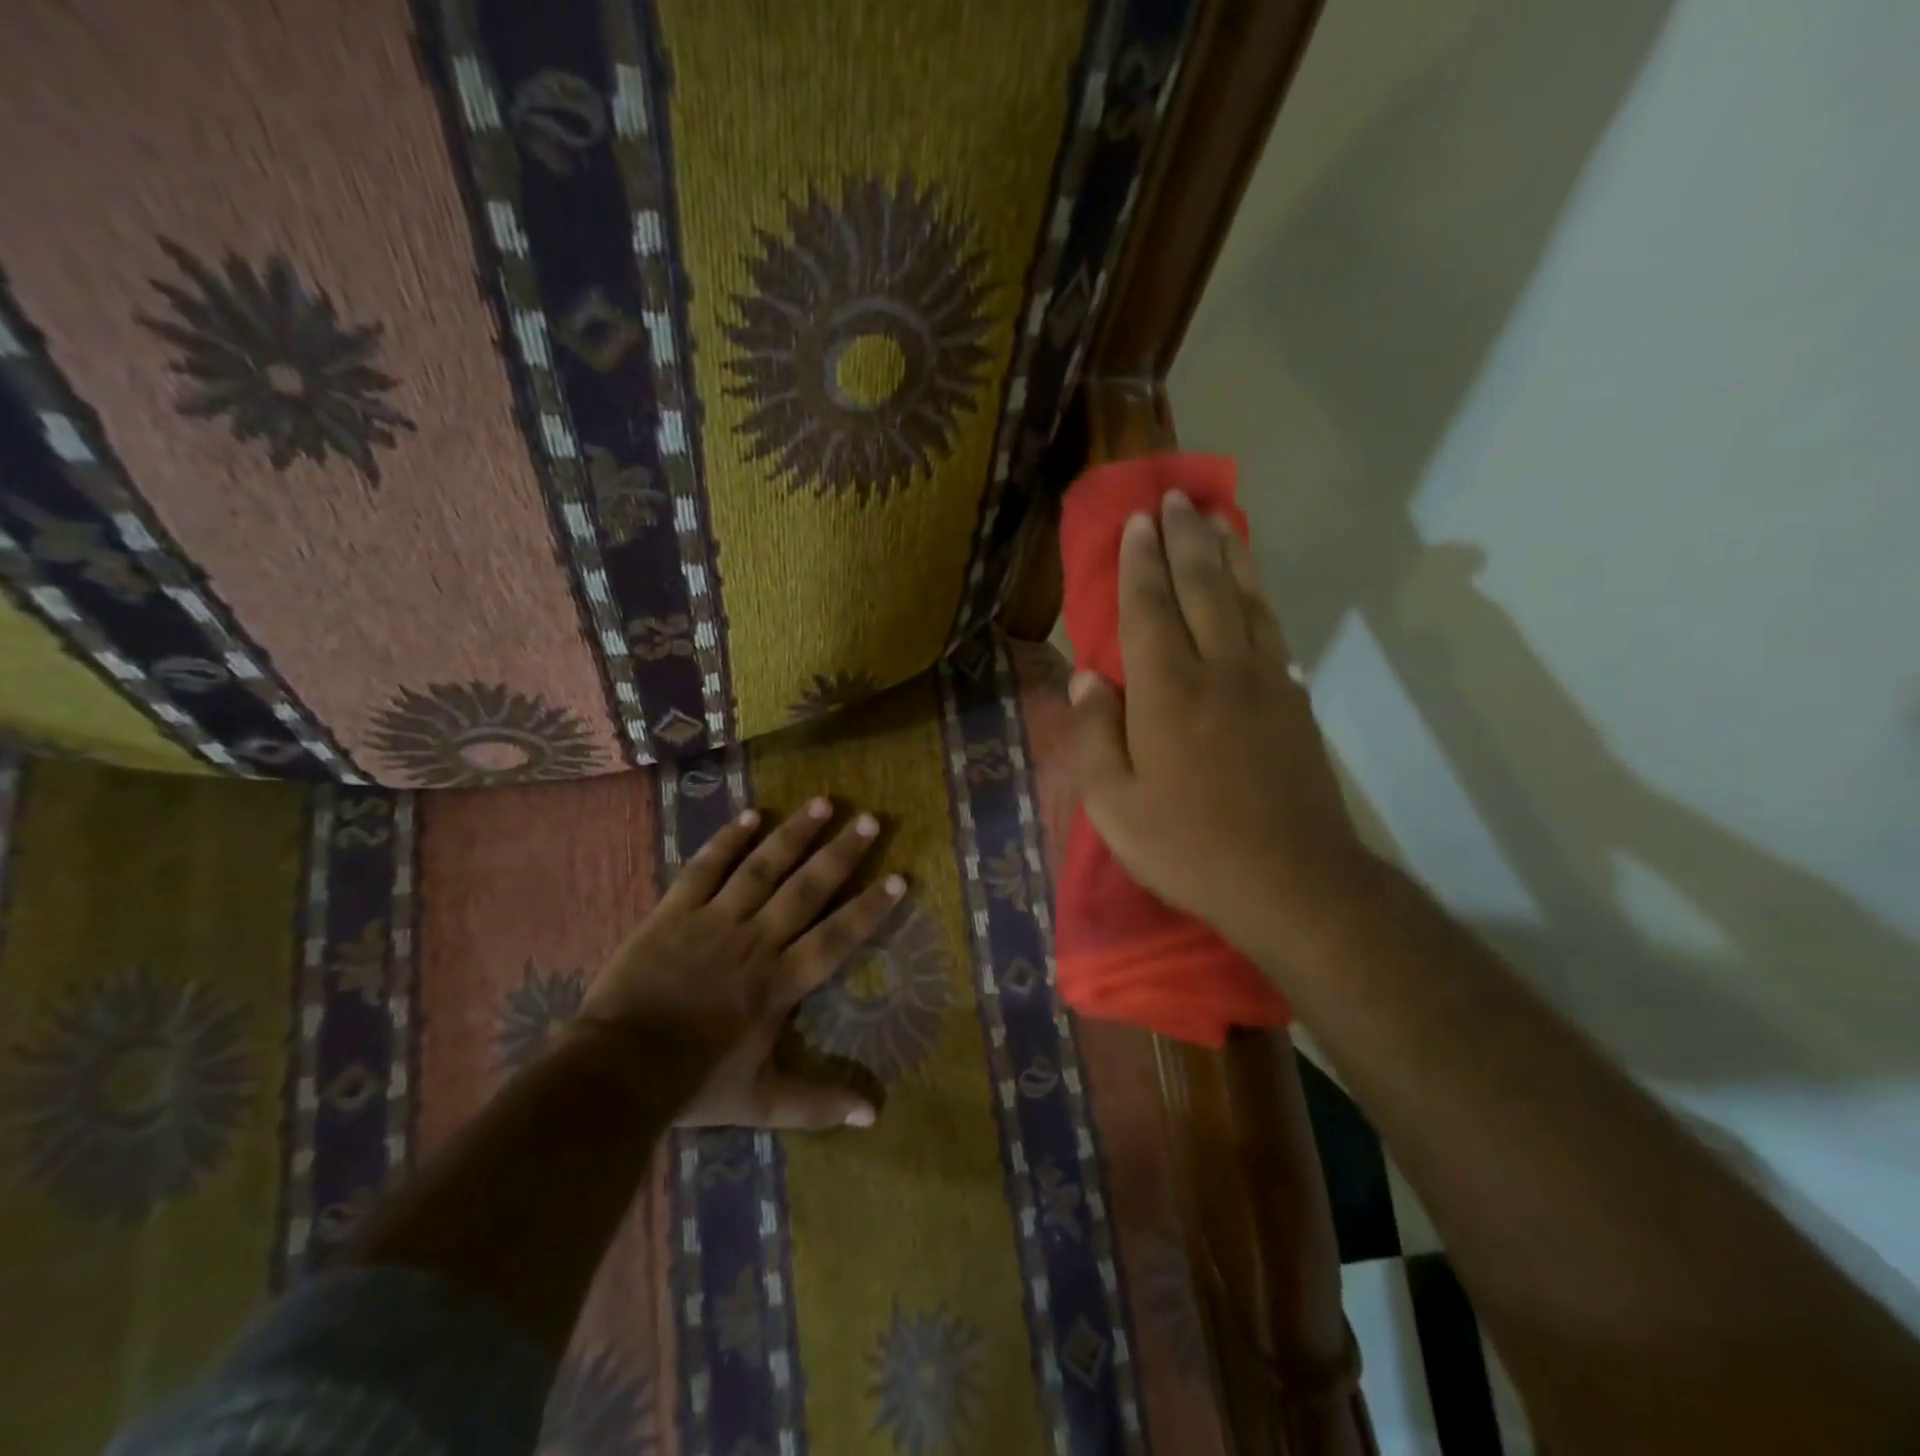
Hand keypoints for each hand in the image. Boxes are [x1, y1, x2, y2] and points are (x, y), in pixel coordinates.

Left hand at [576, 797, 905, 1129]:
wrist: (614, 1071)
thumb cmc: (693, 1084)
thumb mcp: (761, 1102)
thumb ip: (817, 1105)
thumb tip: (873, 1116)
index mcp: (780, 982)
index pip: (837, 937)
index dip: (870, 908)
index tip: (898, 877)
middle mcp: (756, 941)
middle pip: (807, 889)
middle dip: (841, 853)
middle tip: (870, 819)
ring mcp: (714, 921)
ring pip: (762, 868)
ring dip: (794, 834)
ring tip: (823, 802)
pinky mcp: (676, 911)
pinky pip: (706, 868)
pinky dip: (728, 840)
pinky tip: (751, 815)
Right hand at [1068, 491, 1373, 959]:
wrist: (1291, 881)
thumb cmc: (1187, 846)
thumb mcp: (1114, 804)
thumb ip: (1095, 734)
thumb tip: (1085, 678)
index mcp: (1168, 692)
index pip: (1149, 609)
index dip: (1141, 563)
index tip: (1138, 522)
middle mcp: (1220, 670)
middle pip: (1203, 588)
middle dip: (1186, 539)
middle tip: (1176, 499)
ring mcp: (1266, 683)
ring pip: (1246, 600)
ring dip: (1229, 554)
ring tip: (1218, 518)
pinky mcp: (1295, 703)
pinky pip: (1273, 631)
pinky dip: (1259, 598)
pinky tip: (1253, 589)